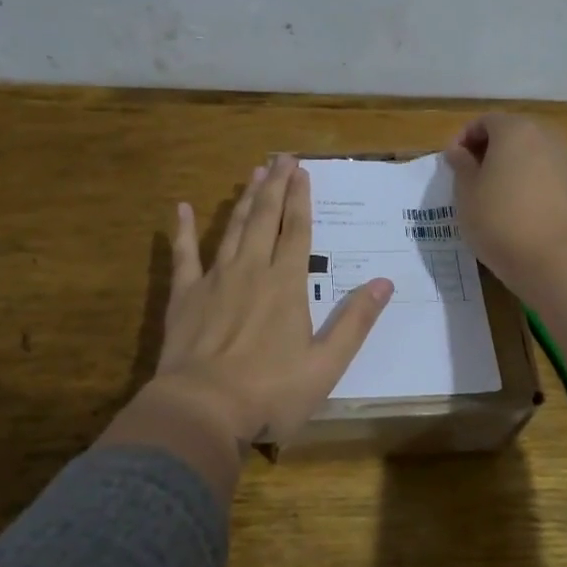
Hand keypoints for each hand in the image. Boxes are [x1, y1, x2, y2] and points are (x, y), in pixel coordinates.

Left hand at [141, 156, 392, 457]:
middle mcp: (252, 270)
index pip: (297, 230)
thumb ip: (355, 321)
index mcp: (287, 284)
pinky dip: (183, 230)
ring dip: (245, 200)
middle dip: (276, 186)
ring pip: (233, 228)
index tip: (302, 171)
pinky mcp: (185, 295)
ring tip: (254, 173)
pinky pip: (184, 255)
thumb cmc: (270, 392)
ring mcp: (215, 279)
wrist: (202, 409)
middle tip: (281, 157)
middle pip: (266, 218)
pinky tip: (181, 208)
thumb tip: (385, 283)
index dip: (301, 198)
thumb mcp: (326, 365)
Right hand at [445, 114, 566, 287]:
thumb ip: (461, 165)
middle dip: (490, 150)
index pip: (485, 122)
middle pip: (513, 133)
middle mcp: (547, 135)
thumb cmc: (499, 221)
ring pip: (533, 153)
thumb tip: (459, 151)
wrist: (555, 261)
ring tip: (495, 195)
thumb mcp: (466, 194)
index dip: (463, 139)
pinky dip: (532, 182)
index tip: (451, 165)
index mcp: (516, 130)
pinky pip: (549, 174)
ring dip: (513, 166)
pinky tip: (521, 209)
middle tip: (471, 177)